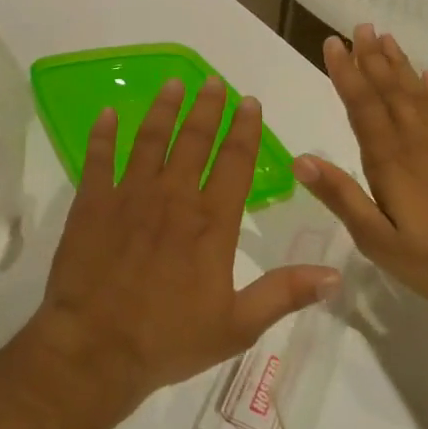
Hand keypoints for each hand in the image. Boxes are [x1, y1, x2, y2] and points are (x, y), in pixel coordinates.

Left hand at [32, 77, 341, 407]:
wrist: (96, 347)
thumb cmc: (168, 339)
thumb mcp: (237, 326)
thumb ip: (284, 294)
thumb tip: (335, 275)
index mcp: (211, 223)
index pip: (236, 163)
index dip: (245, 130)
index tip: (250, 103)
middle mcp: (173, 197)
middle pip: (194, 140)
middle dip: (207, 108)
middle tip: (213, 81)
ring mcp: (129, 195)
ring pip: (150, 139)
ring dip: (163, 109)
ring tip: (174, 83)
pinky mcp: (92, 202)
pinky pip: (99, 158)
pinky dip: (104, 134)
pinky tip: (108, 113)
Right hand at [293, 24, 427, 314]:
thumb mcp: (377, 239)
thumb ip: (341, 196)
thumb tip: (299, 159)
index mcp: (390, 161)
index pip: (362, 106)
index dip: (345, 74)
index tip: (332, 43)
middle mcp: (416, 142)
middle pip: (389, 91)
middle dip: (371, 58)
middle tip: (359, 27)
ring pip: (417, 94)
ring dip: (399, 65)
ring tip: (386, 38)